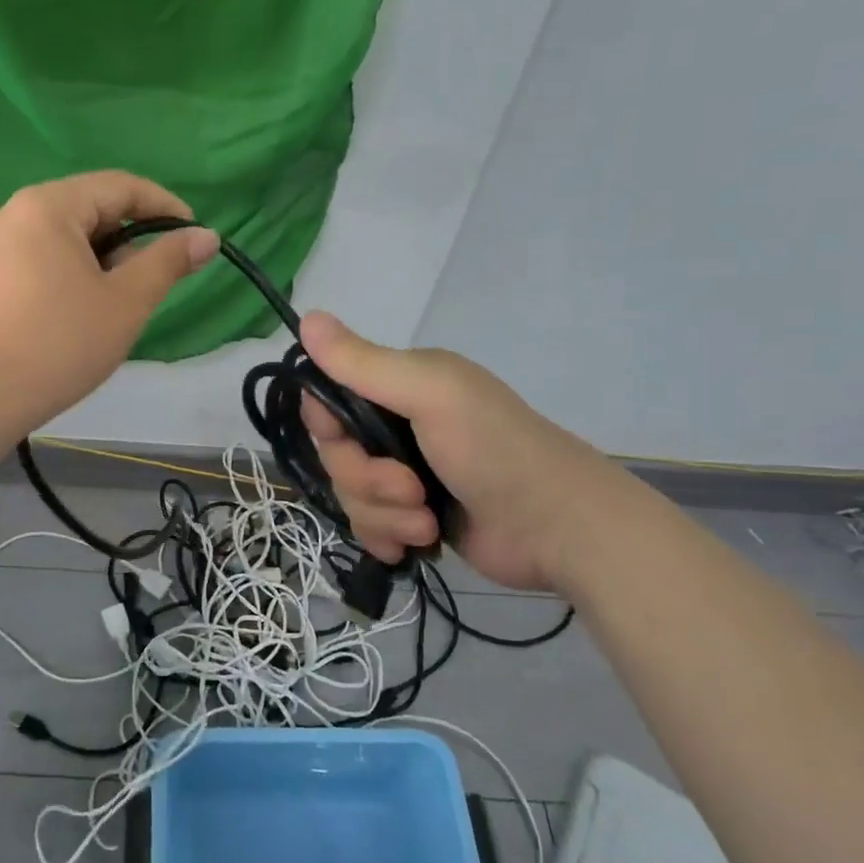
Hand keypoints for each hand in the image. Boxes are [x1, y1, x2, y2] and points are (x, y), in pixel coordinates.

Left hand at [0, 171, 218, 429]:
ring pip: (69, 238)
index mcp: (51, 205)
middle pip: (92, 208)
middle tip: (156, 280)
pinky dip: (76, 274)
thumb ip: (168, 262)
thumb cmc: (60, 341)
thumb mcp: (126, 301)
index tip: (195, 236)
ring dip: (105, 260)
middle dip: (132, 238)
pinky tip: (82, 313)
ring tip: (120, 303)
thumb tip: (206, 236)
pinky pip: (45, 259)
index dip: (164, 206)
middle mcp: (18, 213)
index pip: (121, 186)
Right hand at [298, 312, 631, 592]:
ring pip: (350, 497)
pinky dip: (388, 539)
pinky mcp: (413, 519)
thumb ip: (364, 363)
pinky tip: (417, 546)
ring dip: (385, 515)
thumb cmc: (495, 449)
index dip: (326, 426)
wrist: (558, 528)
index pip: (325, 401)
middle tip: (412, 488)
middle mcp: (395, 427)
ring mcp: (404, 476)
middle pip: (335, 456)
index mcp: (397, 387)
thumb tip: (305, 317)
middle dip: (366, 480)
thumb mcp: (430, 393)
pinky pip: (369, 528)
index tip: (348, 439)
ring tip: (427, 522)